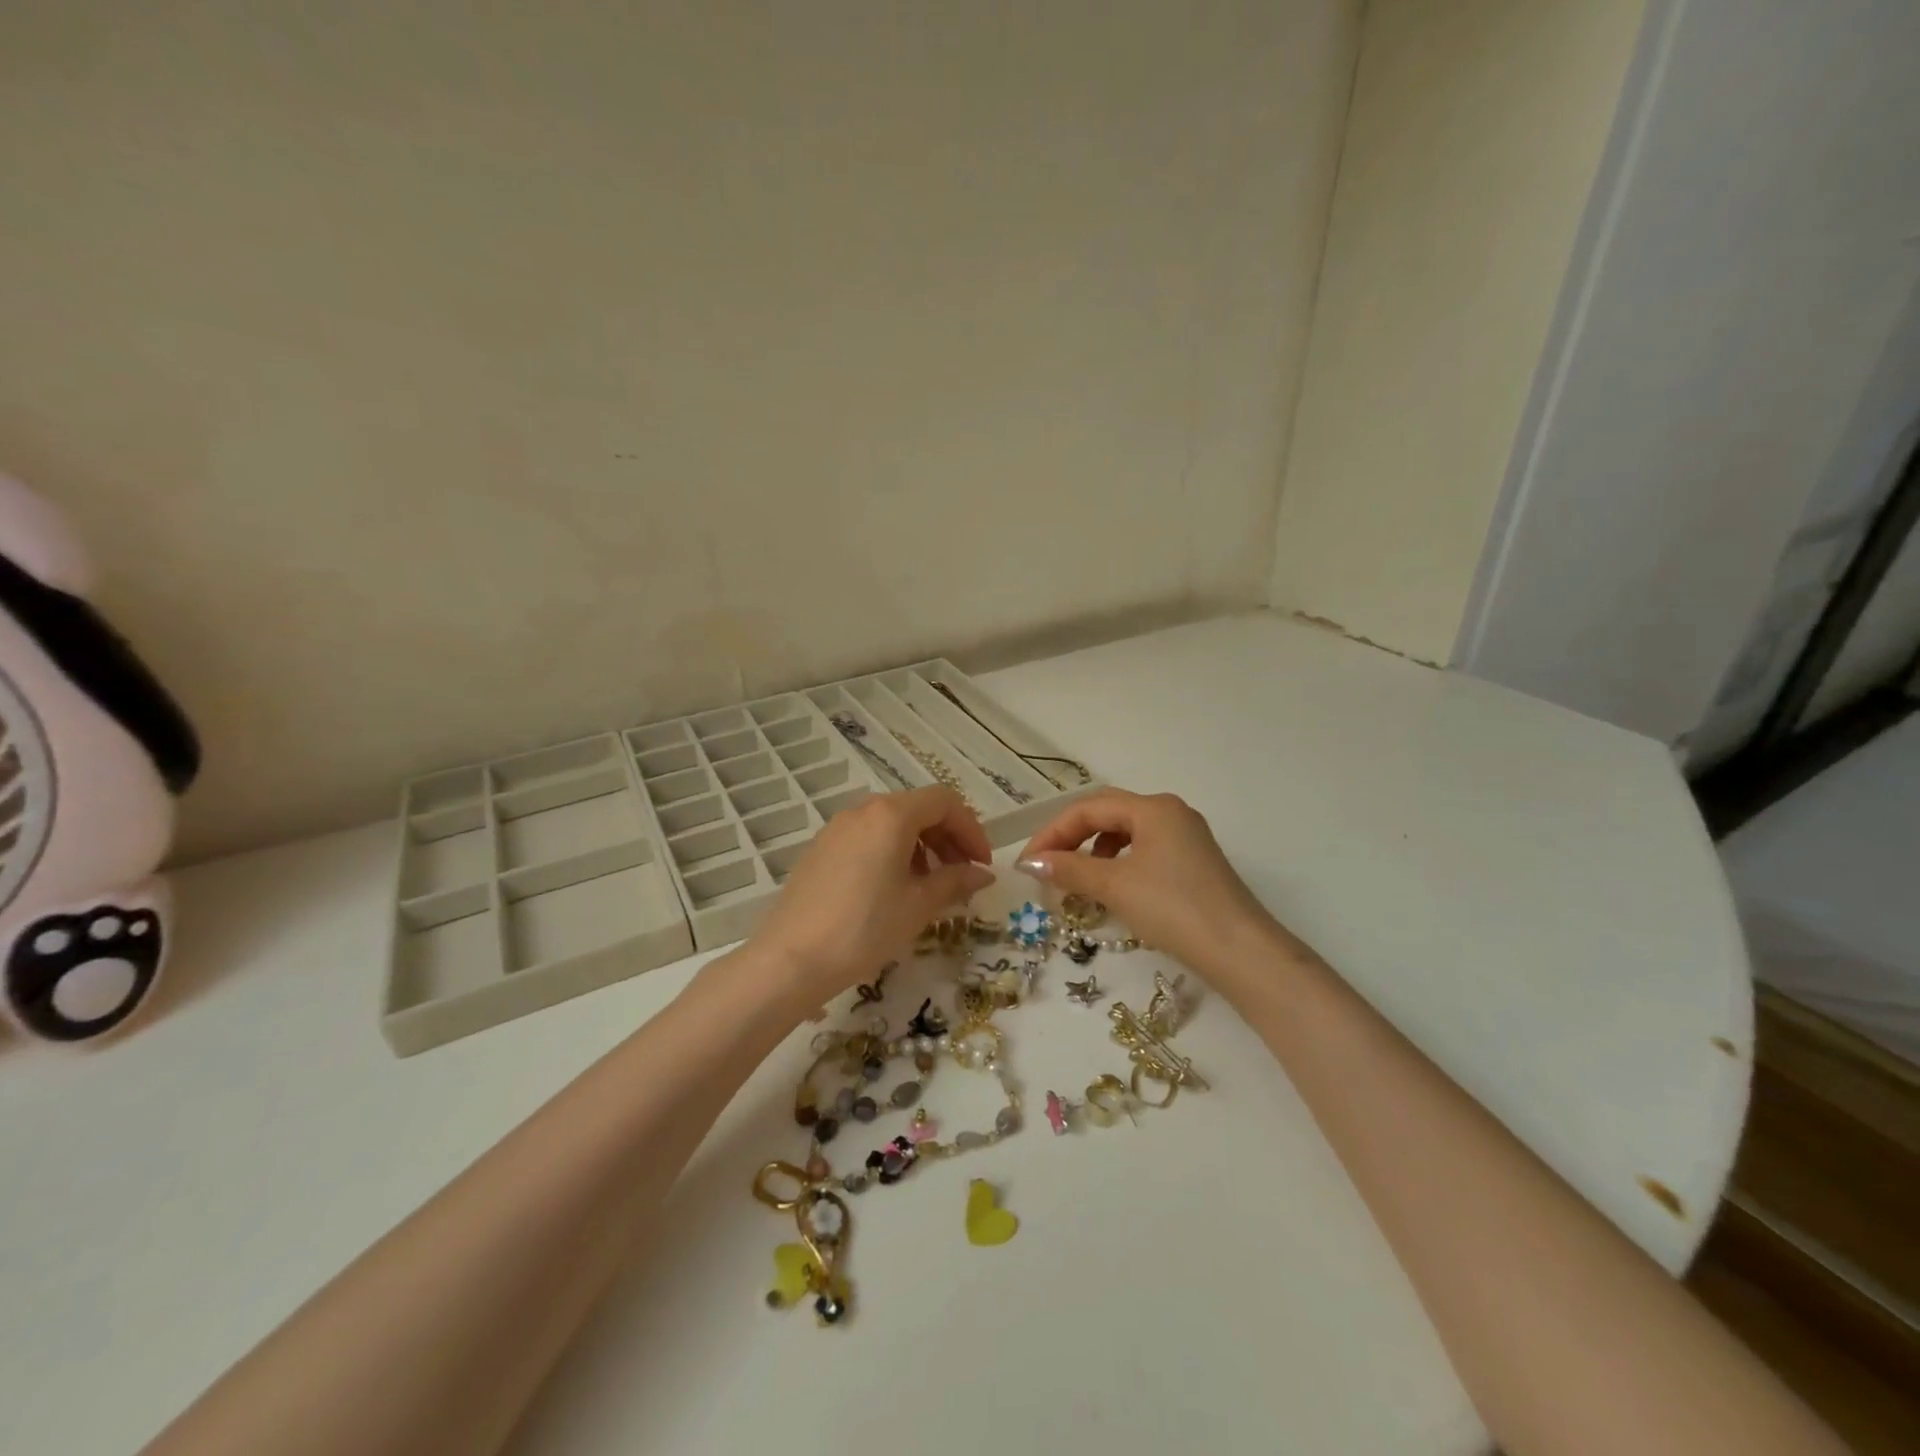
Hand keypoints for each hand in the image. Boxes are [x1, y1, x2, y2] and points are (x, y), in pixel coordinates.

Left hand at [750, 786, 993, 1006]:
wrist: (791, 958)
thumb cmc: (865, 928)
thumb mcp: (918, 906)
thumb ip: (955, 882)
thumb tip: (982, 873)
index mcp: (891, 815)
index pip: (945, 802)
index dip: (971, 829)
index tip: (981, 864)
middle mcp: (863, 810)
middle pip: (918, 808)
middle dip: (948, 837)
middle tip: (962, 875)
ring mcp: (837, 828)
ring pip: (892, 823)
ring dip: (921, 846)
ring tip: (930, 886)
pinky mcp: (821, 848)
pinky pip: (868, 837)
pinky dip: (892, 853)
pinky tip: (894, 889)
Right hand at [1016, 789, 1278, 975]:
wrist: (1240, 952)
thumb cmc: (1173, 909)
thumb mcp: (1115, 886)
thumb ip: (1069, 869)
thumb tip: (1030, 863)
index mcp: (1153, 807)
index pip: (1089, 808)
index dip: (1053, 832)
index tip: (1028, 863)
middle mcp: (1171, 813)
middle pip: (1107, 815)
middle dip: (1071, 838)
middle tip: (1045, 867)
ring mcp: (1186, 837)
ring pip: (1126, 833)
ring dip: (1093, 852)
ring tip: (1076, 879)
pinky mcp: (1193, 863)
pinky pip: (1143, 851)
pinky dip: (1118, 864)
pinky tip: (1111, 888)